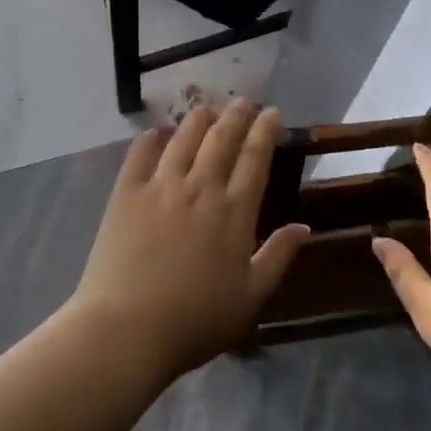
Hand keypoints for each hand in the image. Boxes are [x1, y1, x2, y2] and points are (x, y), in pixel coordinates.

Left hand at [71, 100, 309, 378]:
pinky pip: (141, 154)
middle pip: (221, 139)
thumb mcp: (251, 297)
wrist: (127, 328)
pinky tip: (158, 130)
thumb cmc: (195, 320)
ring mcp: (160, 187)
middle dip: (236, 115)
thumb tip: (304, 227)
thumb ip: (278, 257)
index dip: (265, 131)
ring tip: (208, 108)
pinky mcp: (126, 194)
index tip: (272, 112)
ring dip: (199, 118)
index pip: (255, 159)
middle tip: (244, 101)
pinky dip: (152, 137)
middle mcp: (200, 189)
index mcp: (234, 213)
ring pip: (184, 138)